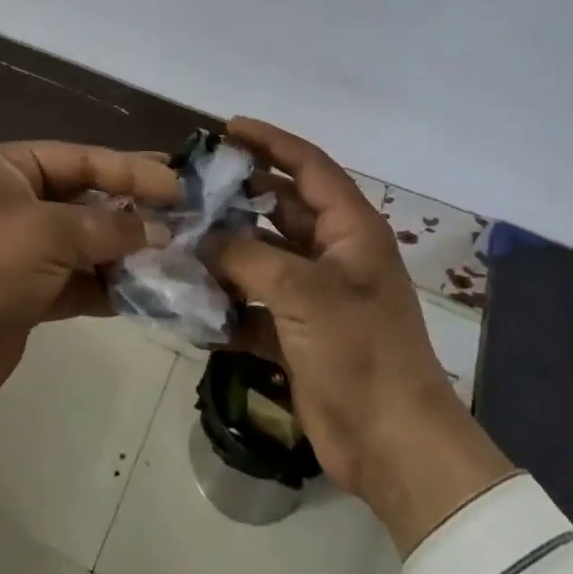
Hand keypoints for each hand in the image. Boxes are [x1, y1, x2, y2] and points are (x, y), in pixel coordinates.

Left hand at [0, 142, 179, 430]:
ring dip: (129, 249)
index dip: (133, 170)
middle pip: (90, 198)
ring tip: (181, 252)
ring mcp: (26, 247)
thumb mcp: (50, 234)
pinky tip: (152, 289)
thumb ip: (110, 228)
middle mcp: (19, 200)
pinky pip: (82, 278)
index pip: (84, 159)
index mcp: (13, 168)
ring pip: (90, 240)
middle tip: (188, 210)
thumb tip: (161, 231)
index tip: (180, 183)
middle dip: (135, 208)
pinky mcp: (33, 290)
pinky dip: (112, 284)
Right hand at [213, 119, 516, 554]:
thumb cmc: (359, 351)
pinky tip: (190, 299)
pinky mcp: (298, 332)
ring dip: (226, 249)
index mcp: (351, 229)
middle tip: (191, 184)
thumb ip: (245, 255)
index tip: (228, 127)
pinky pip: (254, 303)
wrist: (393, 446)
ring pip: (262, 256)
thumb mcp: (302, 292)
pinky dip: (228, 301)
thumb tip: (200, 237)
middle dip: (239, 195)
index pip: (309, 166)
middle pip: (280, 207)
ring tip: (179, 235)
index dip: (271, 141)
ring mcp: (315, 294)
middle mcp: (334, 253)